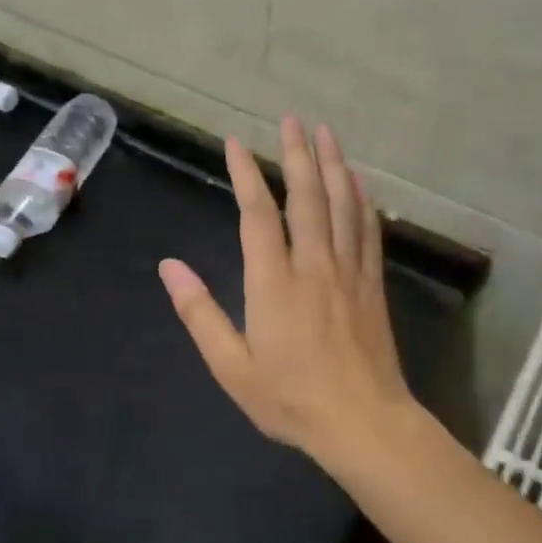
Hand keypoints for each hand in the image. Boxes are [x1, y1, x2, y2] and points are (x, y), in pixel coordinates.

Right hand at [159, 117, 414, 465]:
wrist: (364, 424)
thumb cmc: (291, 399)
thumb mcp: (232, 367)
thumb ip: (200, 313)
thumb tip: (169, 267)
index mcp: (274, 283)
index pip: (258, 214)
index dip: (246, 174)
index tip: (236, 143)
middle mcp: (314, 266)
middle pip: (306, 197)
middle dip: (297, 154)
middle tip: (291, 118)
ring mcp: (349, 273)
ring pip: (342, 206)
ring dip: (333, 165)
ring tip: (325, 132)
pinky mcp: (372, 285)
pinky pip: (368, 232)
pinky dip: (362, 201)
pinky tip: (359, 183)